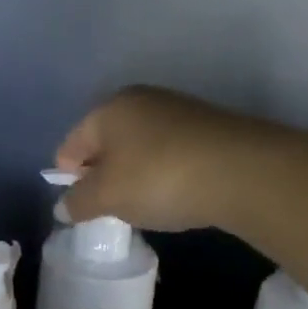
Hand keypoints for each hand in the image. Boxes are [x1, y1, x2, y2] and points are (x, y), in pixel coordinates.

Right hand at [54, 85, 249, 231]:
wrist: (244, 173)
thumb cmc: (158, 178)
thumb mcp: (107, 197)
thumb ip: (78, 203)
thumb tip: (63, 208)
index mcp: (109, 108)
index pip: (71, 144)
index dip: (68, 177)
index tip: (81, 206)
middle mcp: (142, 100)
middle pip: (106, 142)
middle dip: (102, 175)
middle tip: (110, 207)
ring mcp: (179, 111)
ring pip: (139, 147)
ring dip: (134, 175)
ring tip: (145, 204)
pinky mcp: (209, 128)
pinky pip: (170, 153)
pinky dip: (164, 173)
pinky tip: (175, 195)